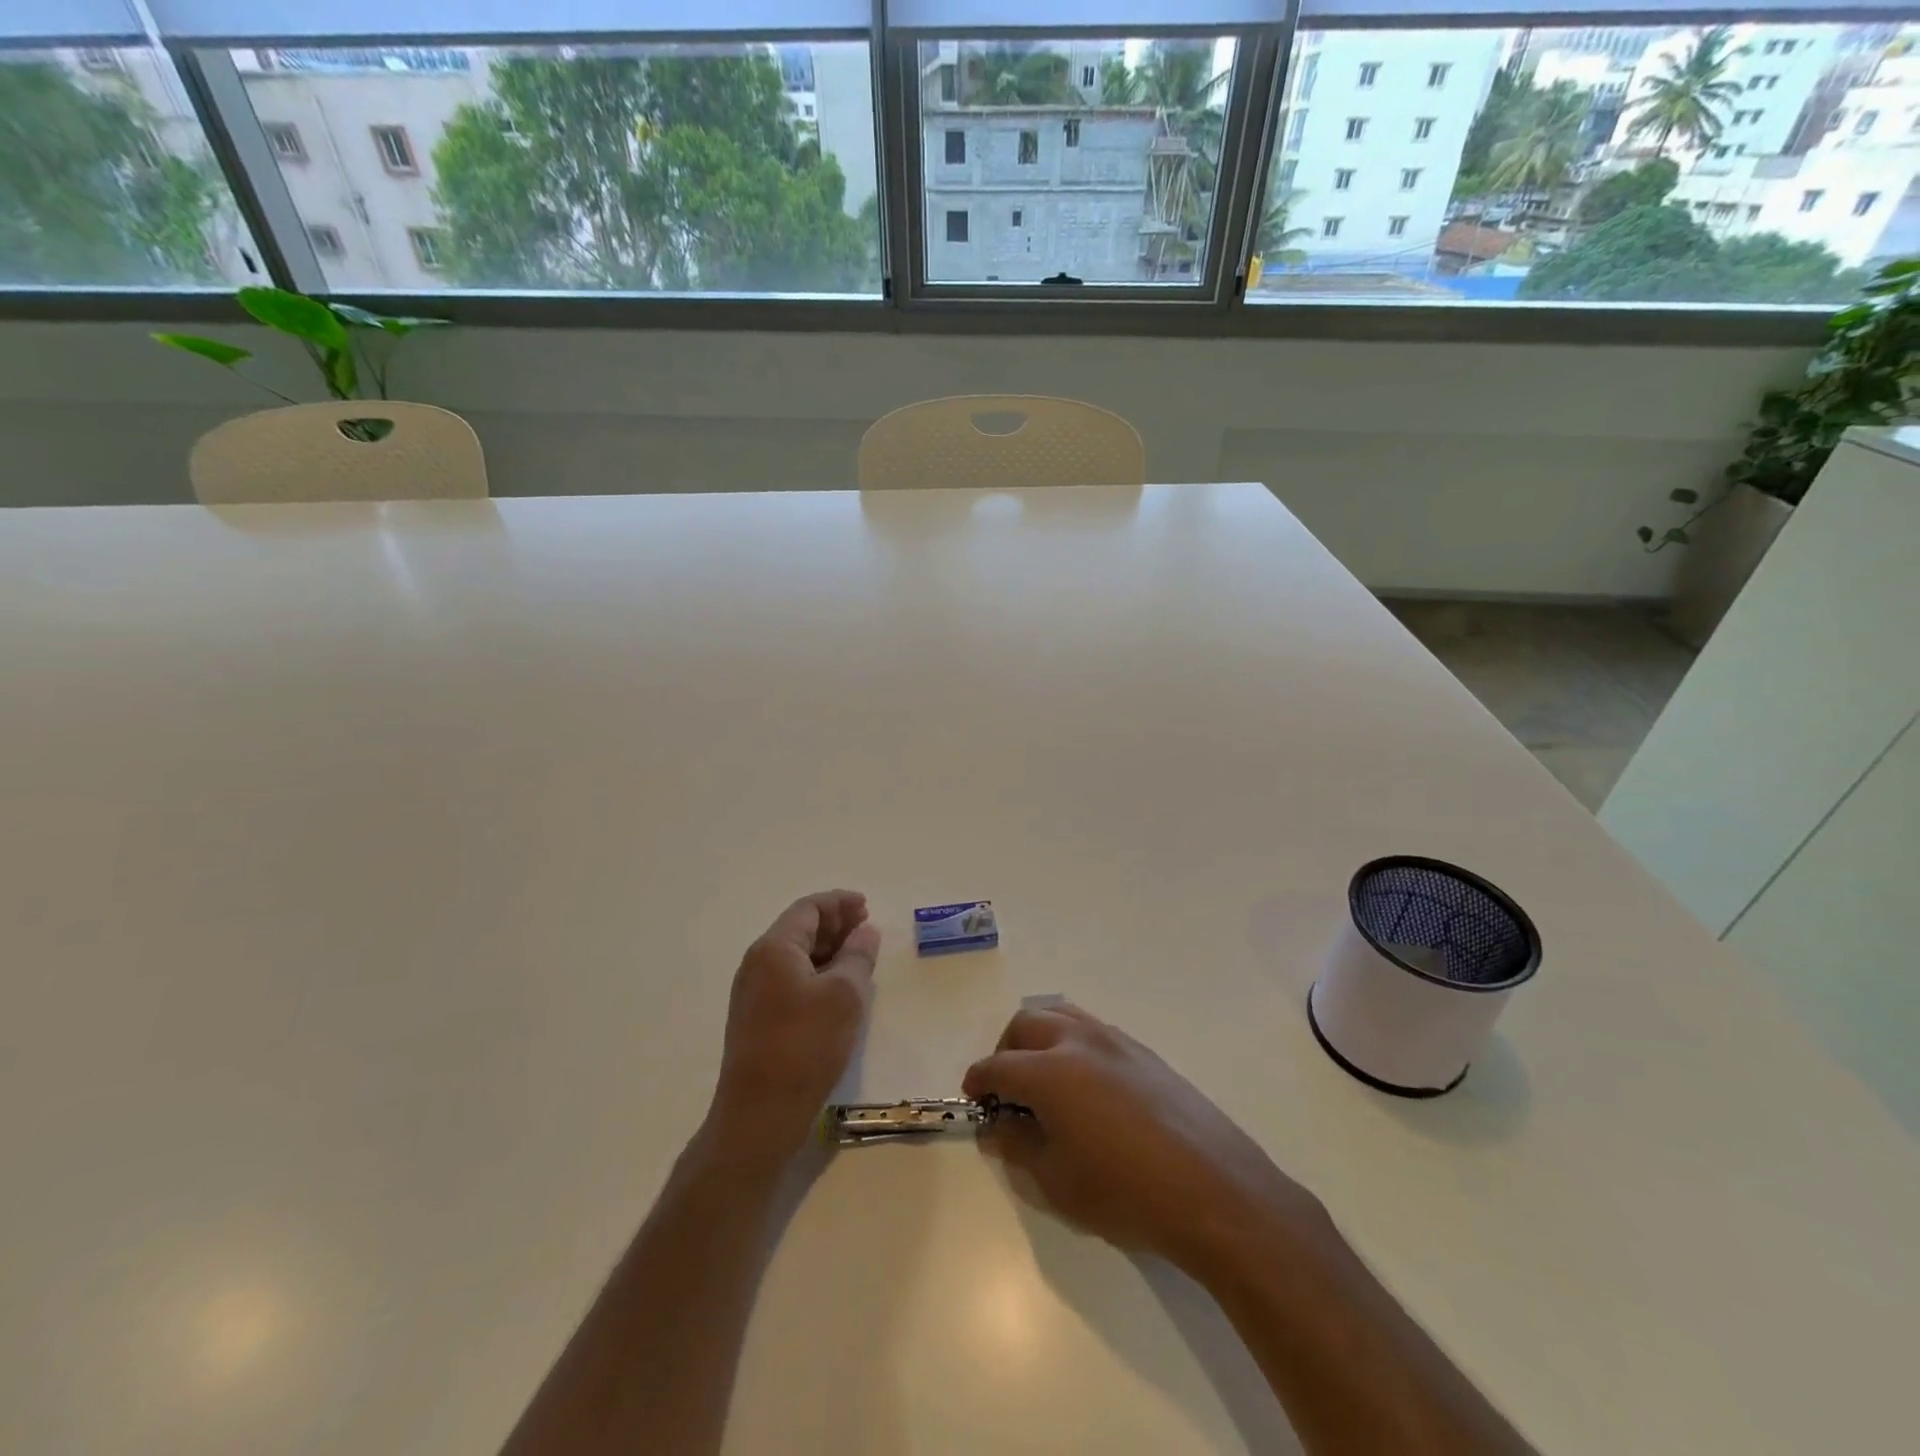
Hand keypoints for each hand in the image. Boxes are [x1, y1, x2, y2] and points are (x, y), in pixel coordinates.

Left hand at [706, 891, 880, 1163]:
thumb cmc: (805, 1045)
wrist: (759, 1114)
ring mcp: (753, 993)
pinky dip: (816, 973)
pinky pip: (790, 979)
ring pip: (795, 956)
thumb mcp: (845, 995)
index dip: (839, 903)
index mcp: (774, 948)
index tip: (867, 906)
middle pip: (799, 929)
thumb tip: (865, 931)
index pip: (808, 909)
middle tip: (867, 929)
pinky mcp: (756, 1019)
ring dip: (827, 950)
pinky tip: (838, 989)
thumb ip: (858, 956)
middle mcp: (757, 963)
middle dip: (834, 924)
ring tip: (859, 957)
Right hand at [963, 1003, 1324, 1274]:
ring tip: (1043, 1077)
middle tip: (1007, 1089)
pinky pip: (1092, 1029)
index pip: (998, 1066)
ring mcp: (1114, 1040)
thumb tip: (996, 1125)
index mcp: (1050, 1071)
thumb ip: (1018, 1145)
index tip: (974, 1099)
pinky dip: (1072, 1042)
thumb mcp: (1058, 1182)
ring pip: (1061, 1014)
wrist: (1213, 1189)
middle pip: (1026, 1024)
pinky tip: (1085, 1085)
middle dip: (1006, 1050)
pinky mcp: (1142, 1050)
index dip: (978, 1081)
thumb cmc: (1126, 1192)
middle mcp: (1078, 1041)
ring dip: (1039, 1037)